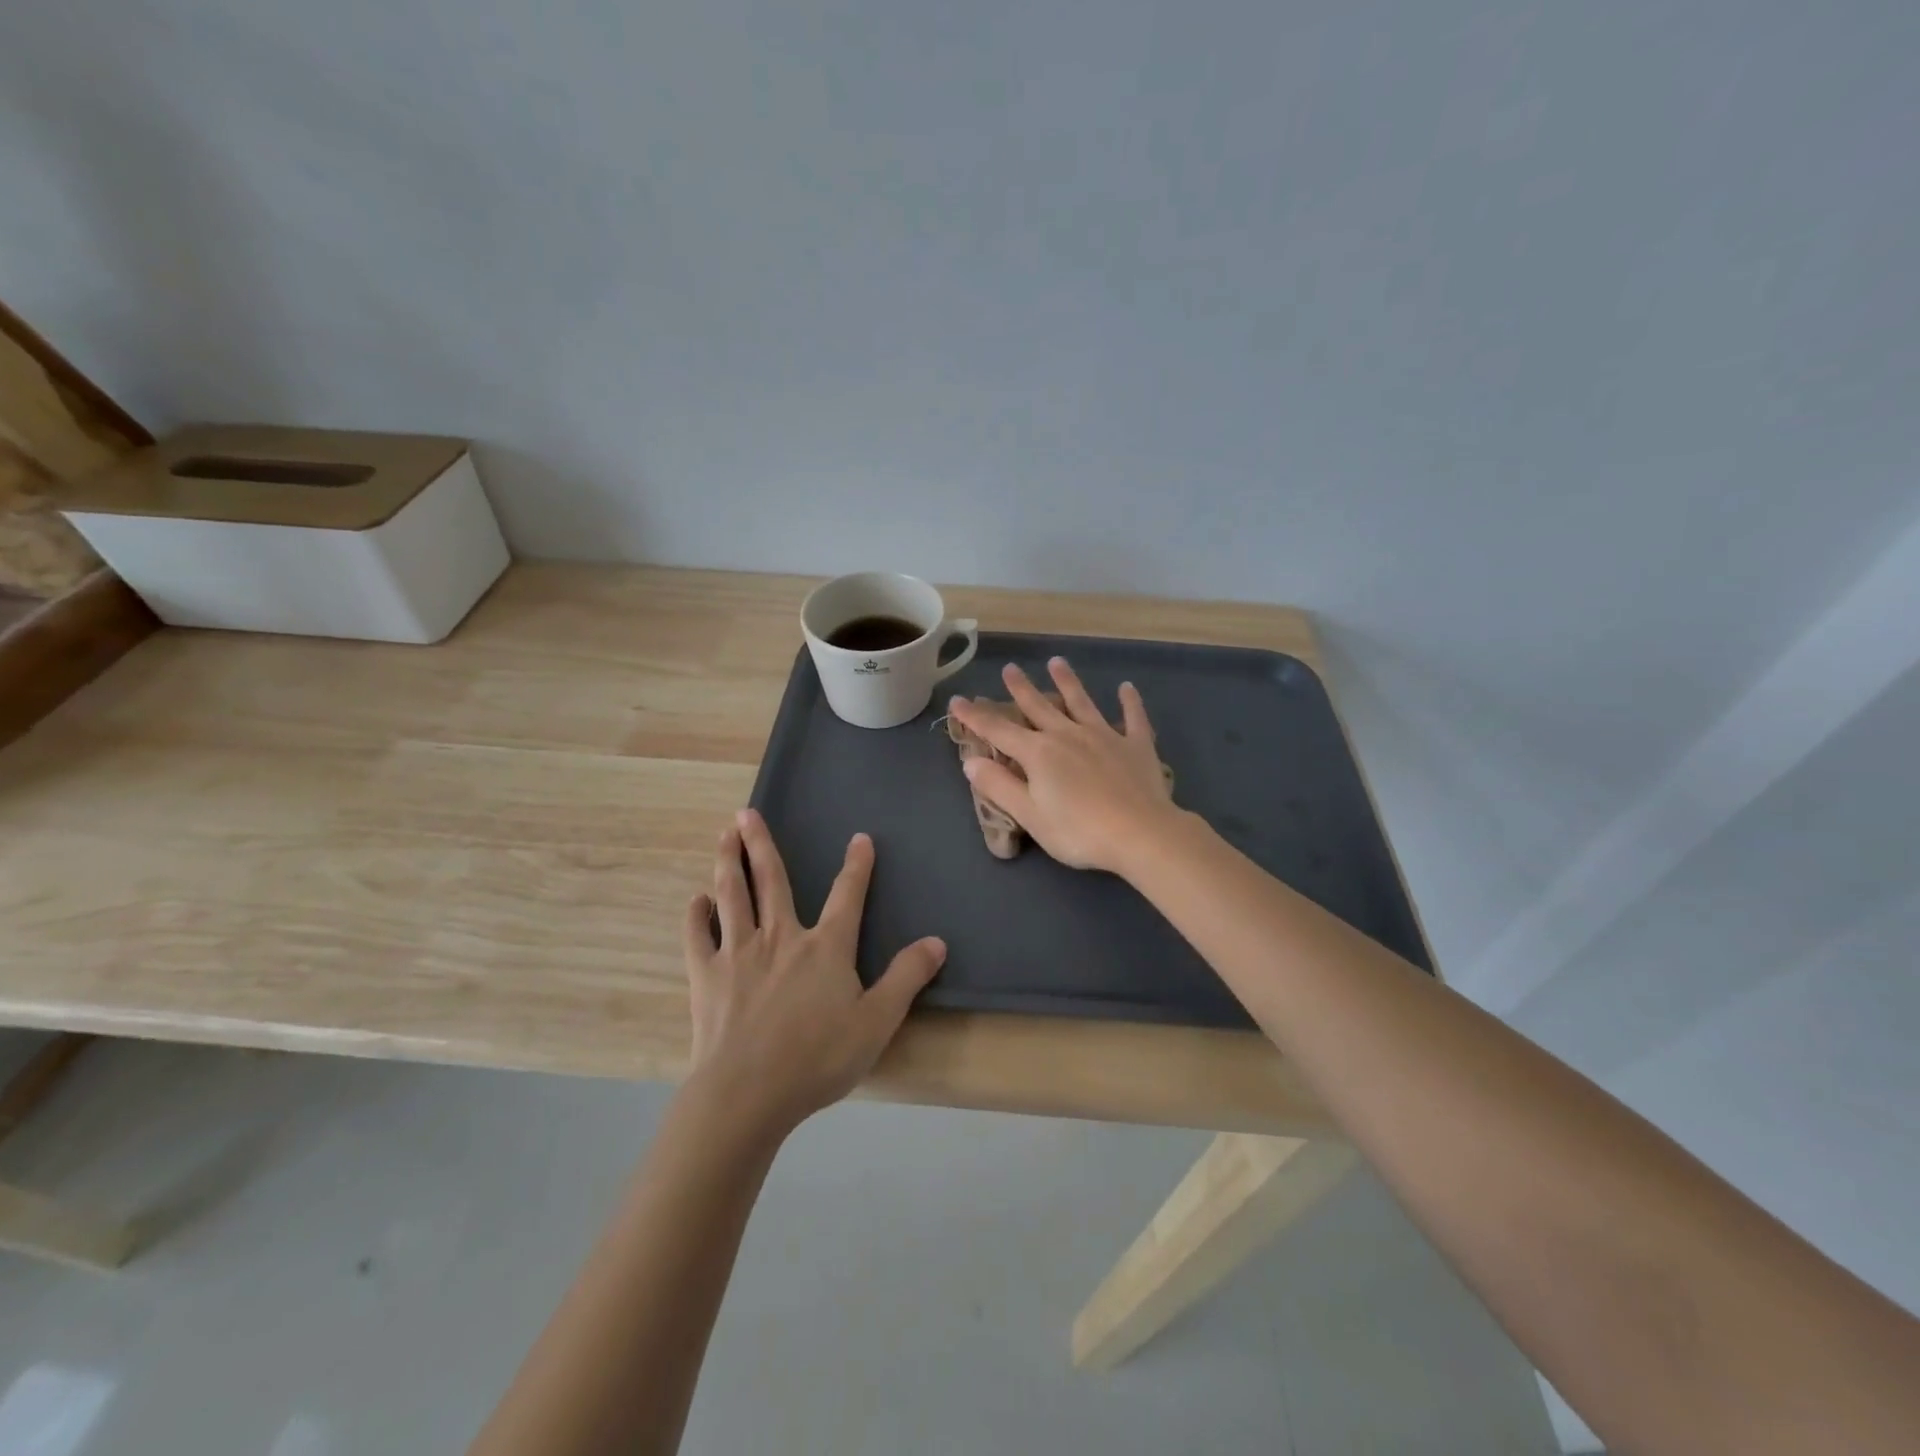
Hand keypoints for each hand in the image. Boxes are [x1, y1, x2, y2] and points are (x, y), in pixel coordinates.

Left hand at [680, 808, 945, 1137]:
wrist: (748, 1093)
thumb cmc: (818, 1058)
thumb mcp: (877, 1021)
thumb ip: (906, 977)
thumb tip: (937, 941)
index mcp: (825, 947)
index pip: (846, 896)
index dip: (856, 866)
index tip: (860, 838)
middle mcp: (781, 937)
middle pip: (771, 880)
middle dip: (762, 844)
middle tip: (747, 812)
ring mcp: (739, 953)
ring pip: (733, 896)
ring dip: (728, 863)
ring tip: (724, 835)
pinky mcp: (707, 976)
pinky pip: (698, 937)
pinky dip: (696, 916)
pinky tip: (696, 901)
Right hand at [947, 658, 1178, 875]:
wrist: (1141, 833)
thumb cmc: (1079, 831)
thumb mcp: (1030, 815)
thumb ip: (999, 786)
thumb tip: (970, 762)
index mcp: (1039, 753)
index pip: (998, 730)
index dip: (975, 716)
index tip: (958, 700)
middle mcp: (1068, 735)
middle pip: (1039, 707)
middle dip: (1021, 688)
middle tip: (1010, 668)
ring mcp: (1104, 736)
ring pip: (1081, 702)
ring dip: (1067, 682)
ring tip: (1057, 662)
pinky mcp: (1136, 746)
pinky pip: (1132, 718)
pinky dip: (1130, 702)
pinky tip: (1127, 688)